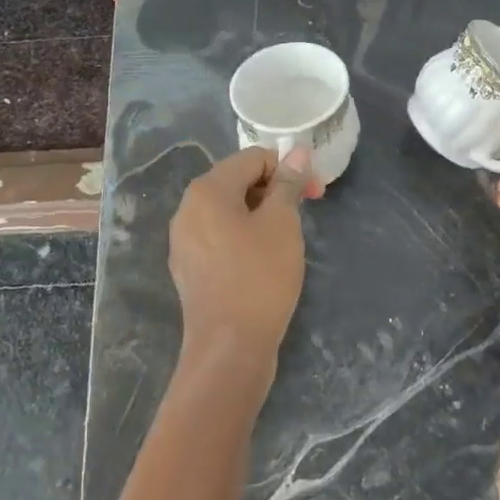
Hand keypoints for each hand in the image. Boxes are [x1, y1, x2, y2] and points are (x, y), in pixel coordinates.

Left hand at [168, 146, 314, 405]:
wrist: (228, 347)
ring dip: (261, 214)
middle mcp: (188, 208)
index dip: (288, 169)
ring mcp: (184, 240)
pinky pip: (220, 237)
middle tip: (306, 214)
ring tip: (287, 238)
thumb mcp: (282, 224)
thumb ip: (288, 184)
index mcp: (207, 190)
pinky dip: (244, 237)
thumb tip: (296, 152)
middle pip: (237, 182)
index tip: (315, 193)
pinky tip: (264, 260)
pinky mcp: (189, 267)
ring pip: (229, 211)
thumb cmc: (259, 277)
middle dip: (275, 191)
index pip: (253, 159)